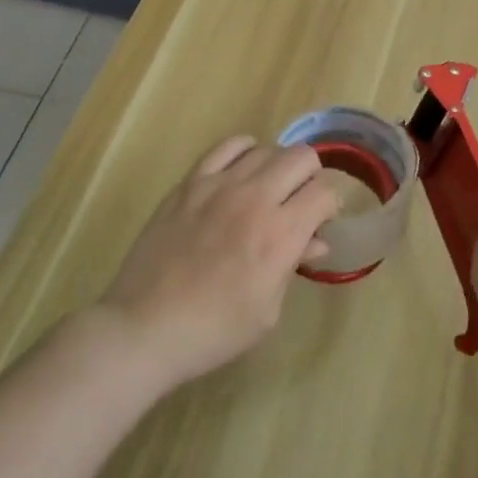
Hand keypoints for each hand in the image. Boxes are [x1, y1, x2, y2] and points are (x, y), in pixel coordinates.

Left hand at [99, 137, 340, 388]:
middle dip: (312, 178)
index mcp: (280, 235)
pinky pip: (227, 146)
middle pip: (302, 158)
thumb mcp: (268, 310)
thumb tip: (316, 240)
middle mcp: (255, 199)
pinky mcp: (190, 183)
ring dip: (278, 167)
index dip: (331, 206)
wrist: (146, 328)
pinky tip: (243, 169)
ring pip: (267, 149)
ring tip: (269, 190)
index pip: (325, 193)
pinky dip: (244, 151)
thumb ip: (295, 265)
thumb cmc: (214, 330)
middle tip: (301, 202)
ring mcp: (219, 185)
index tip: (322, 221)